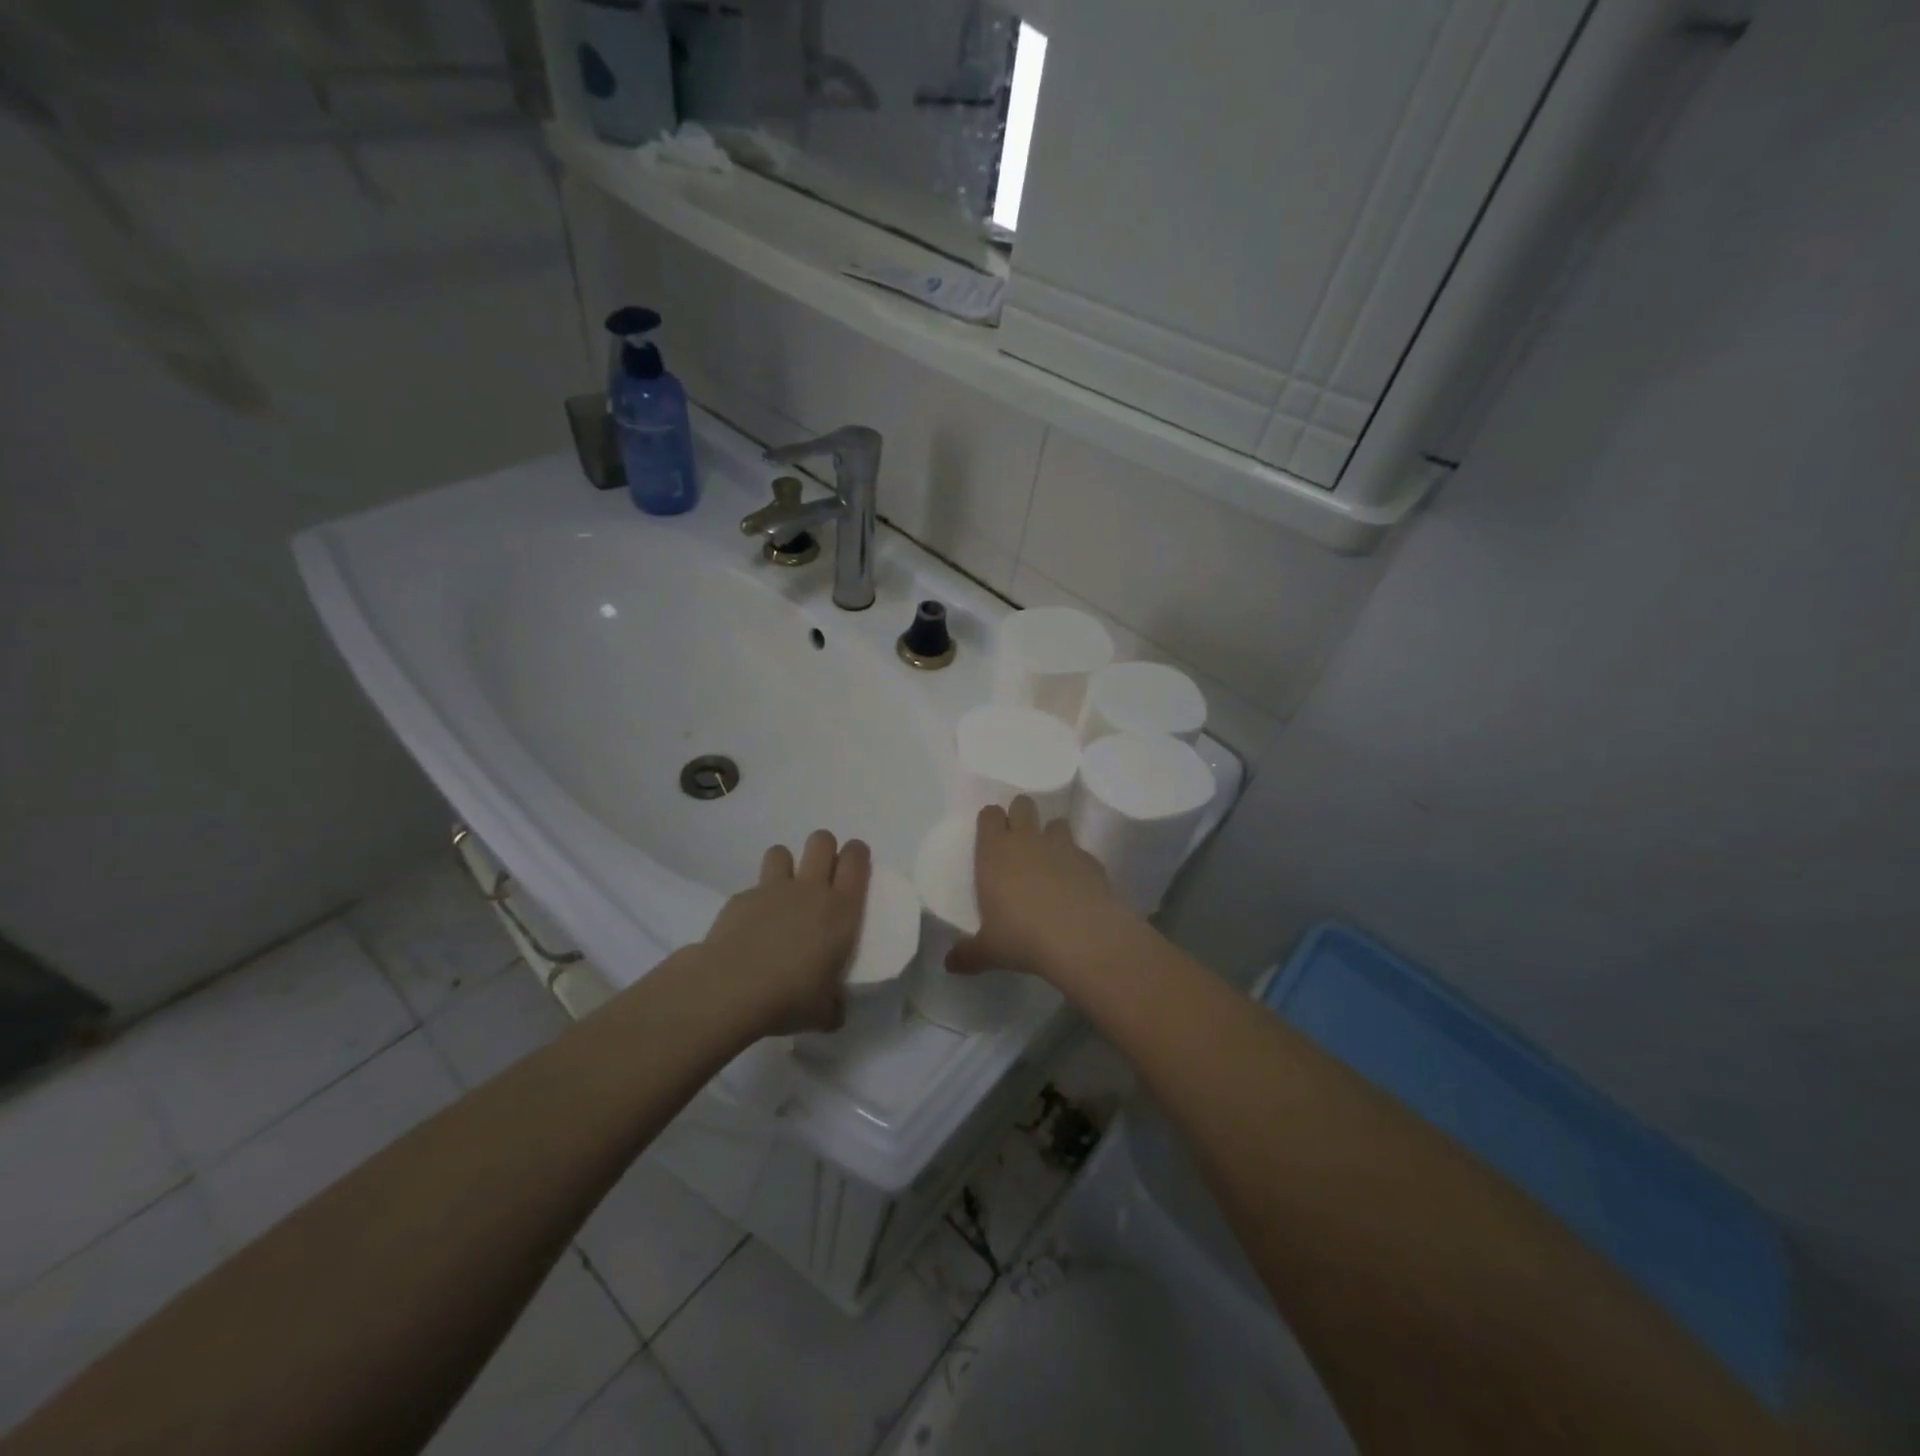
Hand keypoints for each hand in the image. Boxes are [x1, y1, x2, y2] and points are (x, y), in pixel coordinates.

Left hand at [703, 830, 870, 1035]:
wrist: (729, 989)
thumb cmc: (789, 997)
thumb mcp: (824, 1011)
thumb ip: (834, 1005)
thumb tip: (833, 1010)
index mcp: (841, 910)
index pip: (856, 860)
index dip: (857, 854)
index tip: (856, 864)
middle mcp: (810, 890)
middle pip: (821, 841)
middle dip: (824, 849)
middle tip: (823, 874)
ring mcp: (772, 890)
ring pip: (782, 851)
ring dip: (786, 865)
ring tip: (784, 892)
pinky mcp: (740, 898)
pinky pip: (753, 887)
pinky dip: (756, 900)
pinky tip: (751, 927)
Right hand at [947, 796, 1124, 979]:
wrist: (1082, 937)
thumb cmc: (1022, 937)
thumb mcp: (989, 951)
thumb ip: (968, 954)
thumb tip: (949, 965)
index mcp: (995, 852)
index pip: (989, 814)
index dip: (990, 821)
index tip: (990, 838)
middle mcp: (1028, 839)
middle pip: (1023, 804)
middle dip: (1020, 815)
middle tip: (1018, 842)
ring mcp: (1063, 846)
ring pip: (1056, 822)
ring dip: (1051, 836)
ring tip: (1050, 862)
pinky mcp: (1091, 860)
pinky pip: (1081, 852)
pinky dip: (1076, 863)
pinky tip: (1076, 886)